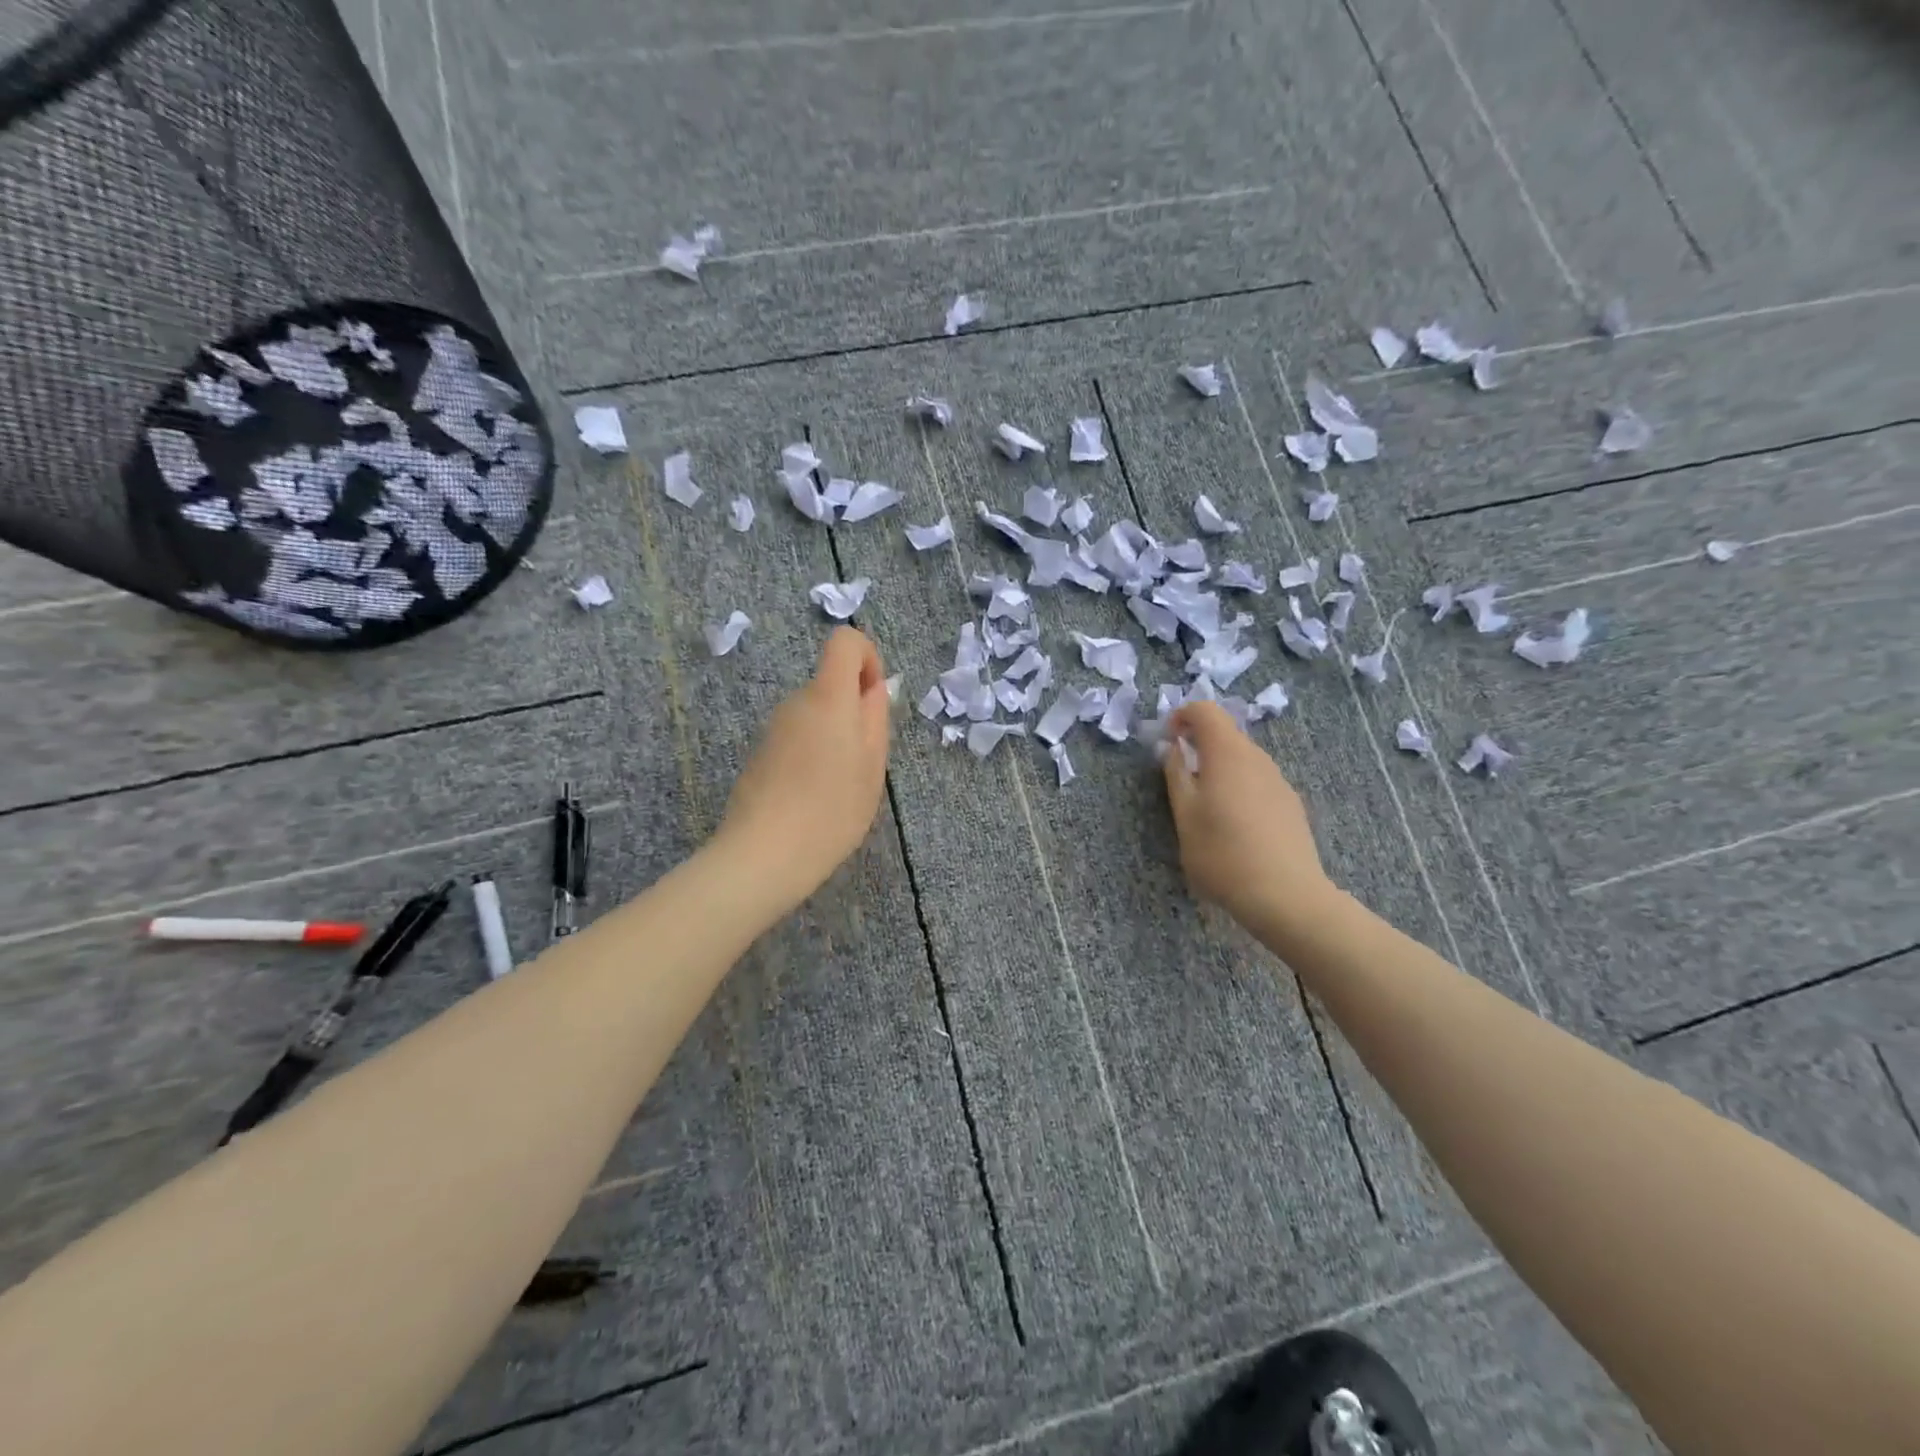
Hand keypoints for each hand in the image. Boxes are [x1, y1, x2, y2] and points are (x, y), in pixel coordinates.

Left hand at [714, 627, 891, 909]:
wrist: (765, 854)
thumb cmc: (832, 810)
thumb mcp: (872, 766)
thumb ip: (875, 718)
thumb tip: (872, 688)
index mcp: (829, 697)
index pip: (845, 642)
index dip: (867, 658)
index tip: (874, 699)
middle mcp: (796, 702)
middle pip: (831, 683)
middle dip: (853, 711)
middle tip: (863, 762)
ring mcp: (774, 728)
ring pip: (815, 715)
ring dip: (833, 738)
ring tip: (838, 788)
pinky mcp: (760, 753)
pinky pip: (797, 738)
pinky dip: (811, 756)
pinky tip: (813, 798)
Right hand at [1161, 701, 1334, 931]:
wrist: (1285, 896)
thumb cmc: (1222, 854)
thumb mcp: (1184, 816)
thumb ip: (1176, 775)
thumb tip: (1174, 749)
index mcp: (1227, 754)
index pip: (1206, 710)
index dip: (1182, 716)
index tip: (1168, 741)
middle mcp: (1257, 758)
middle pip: (1226, 734)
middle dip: (1200, 745)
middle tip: (1180, 777)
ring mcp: (1279, 781)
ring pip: (1244, 759)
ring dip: (1220, 768)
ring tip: (1206, 806)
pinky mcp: (1291, 804)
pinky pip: (1258, 781)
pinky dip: (1239, 787)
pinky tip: (1235, 826)